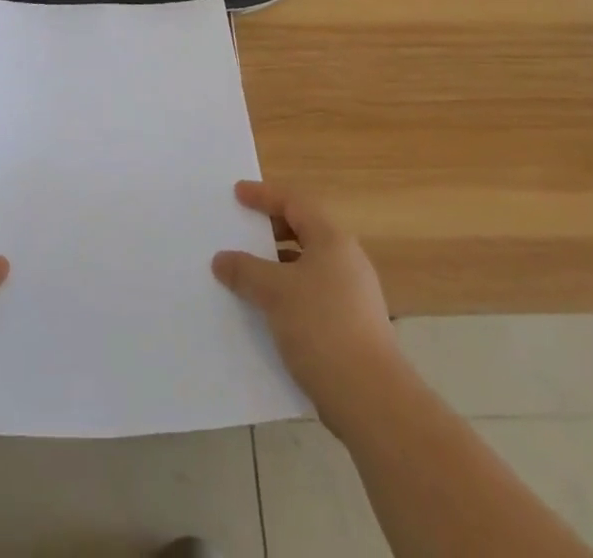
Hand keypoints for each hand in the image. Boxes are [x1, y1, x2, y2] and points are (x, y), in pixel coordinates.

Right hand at [212, 181, 398, 423]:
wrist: (371, 399)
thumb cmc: (321, 327)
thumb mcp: (275, 292)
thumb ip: (245, 270)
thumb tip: (221, 259)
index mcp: (332, 240)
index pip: (294, 202)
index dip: (264, 195)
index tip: (237, 194)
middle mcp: (346, 261)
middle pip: (303, 231)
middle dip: (270, 230)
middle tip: (241, 231)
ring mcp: (351, 295)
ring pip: (306, 267)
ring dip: (276, 266)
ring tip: (246, 273)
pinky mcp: (350, 327)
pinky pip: (311, 295)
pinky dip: (287, 294)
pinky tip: (266, 312)